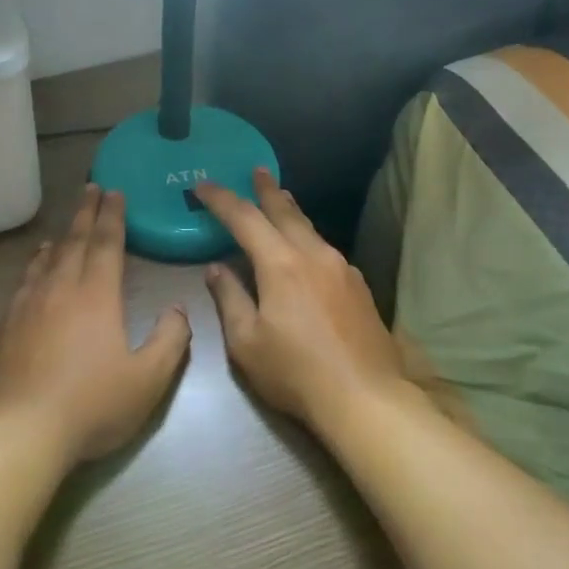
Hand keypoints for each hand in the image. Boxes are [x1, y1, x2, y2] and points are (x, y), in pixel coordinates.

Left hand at [0, 185, 191, 461]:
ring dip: (59, 238)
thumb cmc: (90, 405)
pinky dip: (33, 266)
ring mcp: (26, 306)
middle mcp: (59, 289)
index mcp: (96, 296)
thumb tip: (178, 310)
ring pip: (45, 260)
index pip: (106, 244)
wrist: (18, 432)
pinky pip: (23, 282)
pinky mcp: (4, 327)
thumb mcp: (147, 380)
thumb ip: (170, 340)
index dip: (112, 216)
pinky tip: (34, 270)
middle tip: (91, 189)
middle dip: (86, 213)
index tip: (114, 192)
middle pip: (74, 241)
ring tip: (64, 229)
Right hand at [196, 170, 414, 433]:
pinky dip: (308, 238)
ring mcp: (342, 269)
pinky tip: (307, 250)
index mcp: (281, 264)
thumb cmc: (295, 372)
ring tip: (281, 200)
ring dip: (291, 212)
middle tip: (256, 171)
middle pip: (286, 212)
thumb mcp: (246, 342)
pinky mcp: (359, 286)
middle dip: (266, 190)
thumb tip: (217, 269)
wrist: (365, 397)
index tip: (203, 185)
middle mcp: (314, 255)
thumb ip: (229, 299)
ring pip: (310, 229)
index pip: (245, 219)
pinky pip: (326, 250)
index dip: (221, 199)